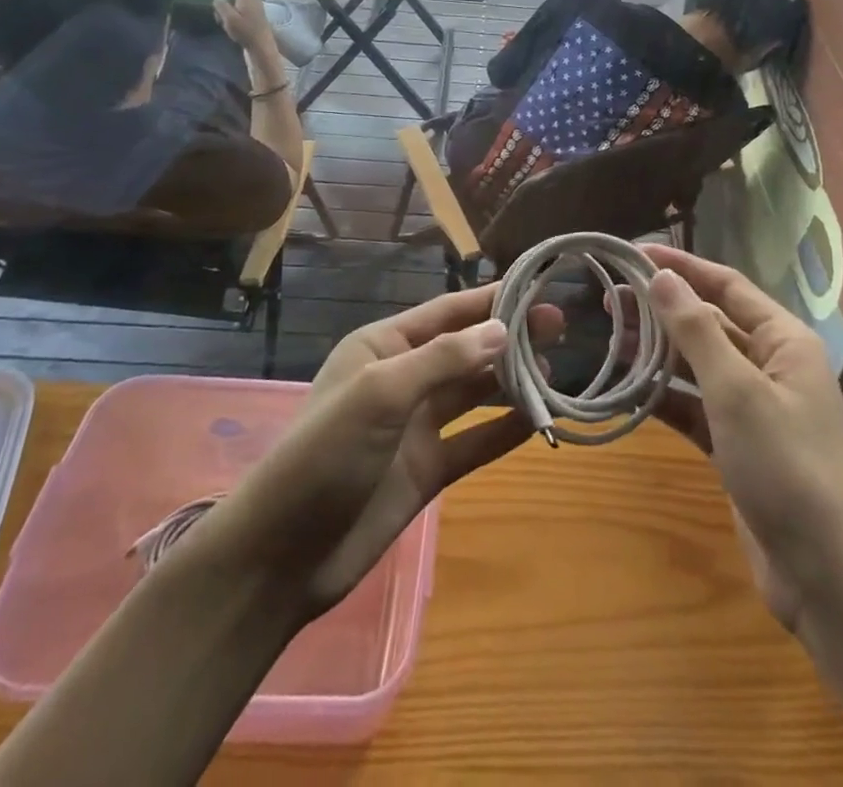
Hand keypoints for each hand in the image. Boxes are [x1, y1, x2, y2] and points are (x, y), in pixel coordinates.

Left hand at [207, 285, 564, 619]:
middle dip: (510, 337)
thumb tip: (503, 330)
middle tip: (560, 327)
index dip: (491, 299)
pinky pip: (475, 441)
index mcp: (384, 347)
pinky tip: (540, 420)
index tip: (536, 288)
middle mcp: (404, 379)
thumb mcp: (380, 393)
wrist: (282, 555)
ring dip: (512, 381)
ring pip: (475, 393)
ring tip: (558, 370)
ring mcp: (416, 426)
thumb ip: (443, 360)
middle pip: (467, 349)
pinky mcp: (427, 469)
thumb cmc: (325, 454)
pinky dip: (505, 429)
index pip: (448, 312)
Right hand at [213, 0, 275, 55]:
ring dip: (232, 2)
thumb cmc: (246, 31)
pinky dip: (235, 13)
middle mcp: (254, 1)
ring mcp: (256, 12)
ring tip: (217, 5)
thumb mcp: (229, 18)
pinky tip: (225, 20)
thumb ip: (222, 6)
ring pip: (242, 2)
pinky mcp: (255, 22)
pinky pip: (243, 12)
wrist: (262, 50)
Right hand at [638, 244, 842, 633]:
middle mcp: (772, 365)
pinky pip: (697, 407)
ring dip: (659, 352)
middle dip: (663, 310)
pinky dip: (666, 398)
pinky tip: (629, 390)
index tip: (633, 254)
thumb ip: (696, 331)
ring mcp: (756, 408)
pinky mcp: (740, 446)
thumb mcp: (736, 391)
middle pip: (710, 322)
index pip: (726, 286)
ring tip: (610, 337)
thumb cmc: (788, 467)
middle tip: (608, 298)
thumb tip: (662, 277)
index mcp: (783, 340)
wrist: (831, 577)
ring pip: (699, 365)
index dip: (681, 267)